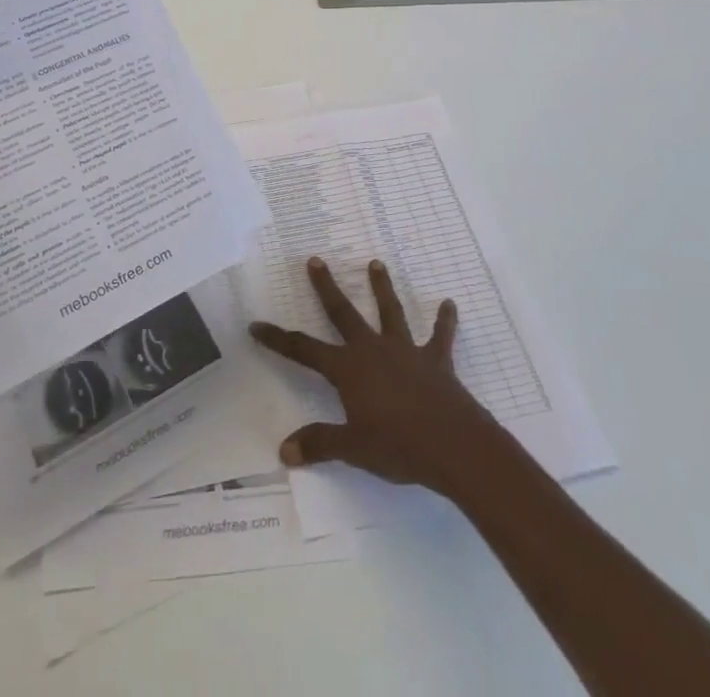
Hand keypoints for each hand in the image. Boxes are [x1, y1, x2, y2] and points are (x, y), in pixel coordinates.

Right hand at [250, 256, 501, 495]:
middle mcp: (372, 349)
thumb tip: (284, 450)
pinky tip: (450, 304)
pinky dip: (445, 320)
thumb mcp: (353, 448)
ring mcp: (405, 351)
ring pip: (389, 311)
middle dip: (326, 286)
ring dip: (382, 287)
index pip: (303, 350)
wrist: (454, 445)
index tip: (256, 324)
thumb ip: (319, 443)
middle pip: (343, 312)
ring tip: (376, 263)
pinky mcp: (436, 360)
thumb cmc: (398, 446)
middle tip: (315, 260)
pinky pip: (440, 336)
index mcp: (348, 369)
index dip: (278, 338)